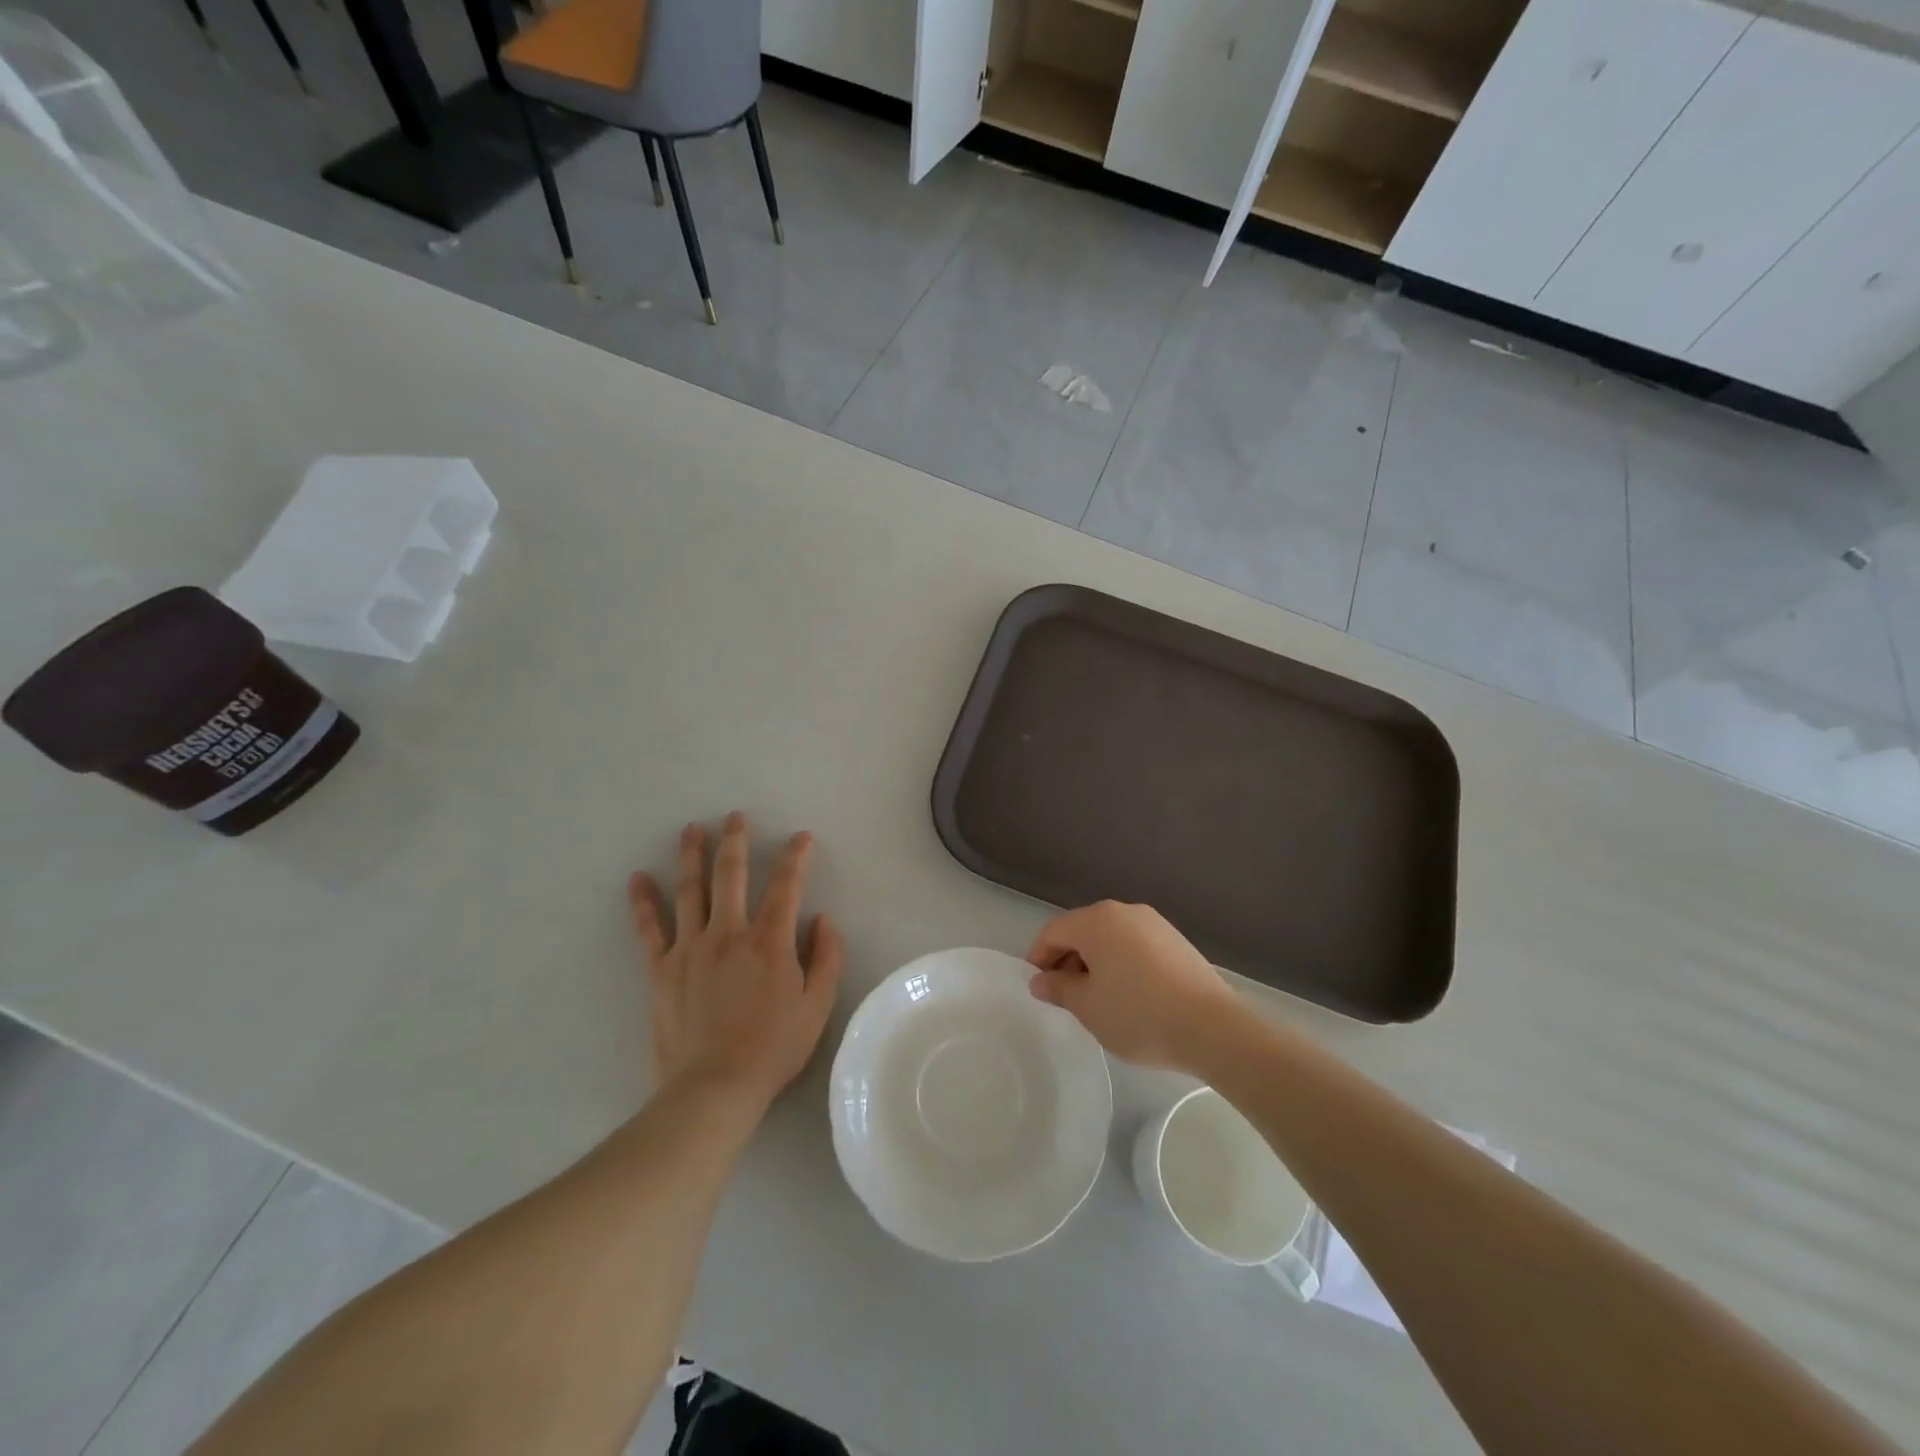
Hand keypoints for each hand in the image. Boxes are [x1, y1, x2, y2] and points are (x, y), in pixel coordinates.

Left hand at [629, 812, 843, 1110]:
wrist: (714, 1088)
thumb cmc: (773, 1048)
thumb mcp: (817, 1007)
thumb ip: (826, 958)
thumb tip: (824, 920)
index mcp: (770, 941)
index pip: (786, 886)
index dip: (795, 857)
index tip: (801, 836)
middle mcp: (729, 933)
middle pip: (732, 875)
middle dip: (736, 841)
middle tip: (735, 816)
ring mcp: (691, 948)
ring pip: (690, 891)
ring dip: (692, 856)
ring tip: (692, 829)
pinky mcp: (662, 969)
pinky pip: (649, 929)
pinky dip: (643, 902)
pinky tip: (637, 878)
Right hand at [1026, 902, 1242, 1072]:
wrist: (1212, 1027)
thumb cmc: (1138, 1014)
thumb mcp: (1088, 1007)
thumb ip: (1059, 989)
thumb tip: (1040, 980)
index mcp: (1096, 921)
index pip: (1053, 931)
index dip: (1038, 958)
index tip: (1038, 989)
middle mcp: (1124, 911)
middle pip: (1082, 930)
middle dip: (1067, 960)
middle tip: (1065, 997)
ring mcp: (1154, 923)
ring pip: (1111, 938)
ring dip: (1096, 963)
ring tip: (1098, 1000)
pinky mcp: (1176, 940)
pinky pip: (1135, 946)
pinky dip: (1122, 964)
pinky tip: (1130, 996)